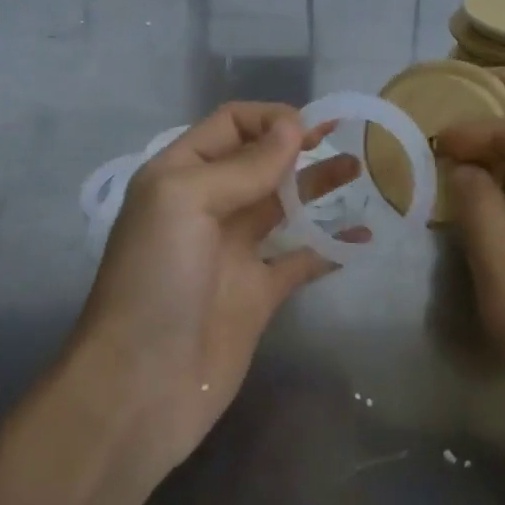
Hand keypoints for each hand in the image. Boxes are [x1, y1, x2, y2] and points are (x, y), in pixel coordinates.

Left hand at [68, 103, 360, 473]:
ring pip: (284, 204)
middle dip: (300, 145)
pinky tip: (363, 235)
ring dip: (319, 184)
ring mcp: (235, 251)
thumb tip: (294, 127)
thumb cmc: (156, 279)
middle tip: (347, 137)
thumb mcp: (186, 202)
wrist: (140, 386)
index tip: (312, 128)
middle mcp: (208, 205)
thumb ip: (243, 166)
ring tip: (361, 168)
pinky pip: (301, 259)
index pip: (230, 125)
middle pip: (260, 161)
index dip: (270, 118)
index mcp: (180, 175)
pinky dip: (331, 245)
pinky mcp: (259, 293)